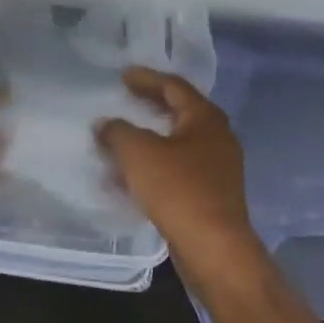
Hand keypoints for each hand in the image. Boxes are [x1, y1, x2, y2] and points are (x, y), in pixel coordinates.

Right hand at [96, 67, 263, 284]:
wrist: (214, 246)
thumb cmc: (178, 189)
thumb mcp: (138, 153)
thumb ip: (117, 132)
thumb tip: (105, 124)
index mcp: (205, 118)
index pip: (174, 86)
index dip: (147, 78)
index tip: (123, 76)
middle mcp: (217, 137)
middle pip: (180, 112)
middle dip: (150, 106)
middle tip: (125, 100)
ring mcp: (218, 168)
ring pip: (178, 143)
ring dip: (150, 139)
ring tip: (122, 140)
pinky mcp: (212, 194)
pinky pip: (178, 169)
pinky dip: (155, 165)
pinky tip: (132, 177)